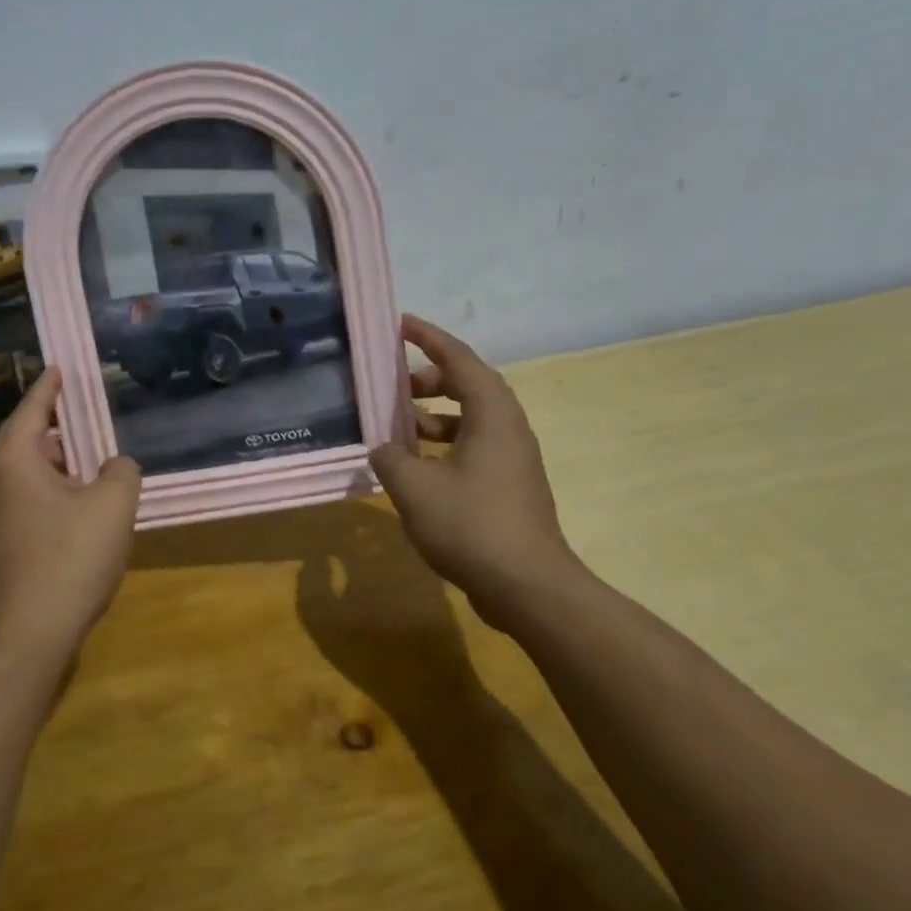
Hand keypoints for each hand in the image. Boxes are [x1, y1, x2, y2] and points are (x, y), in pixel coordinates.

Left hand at [0, 366, 141, 656]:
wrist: (27, 635)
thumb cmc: (69, 558)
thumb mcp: (113, 505)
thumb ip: (121, 471)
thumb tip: (115, 466)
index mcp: (13, 461)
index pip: (31, 410)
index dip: (48, 388)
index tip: (59, 368)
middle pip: (23, 442)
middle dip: (54, 430)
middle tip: (84, 420)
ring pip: (23, 476)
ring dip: (53, 465)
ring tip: (88, 464)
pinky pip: (23, 502)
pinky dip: (48, 492)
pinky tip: (76, 510)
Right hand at [370, 315, 587, 625]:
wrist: (527, 586)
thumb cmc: (471, 524)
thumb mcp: (414, 487)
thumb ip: (390, 457)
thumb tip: (383, 449)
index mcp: (492, 414)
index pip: (459, 358)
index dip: (428, 337)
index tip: (400, 324)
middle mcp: (508, 428)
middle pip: (467, 386)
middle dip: (428, 380)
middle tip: (393, 386)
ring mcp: (512, 460)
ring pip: (469, 421)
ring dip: (433, 418)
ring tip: (395, 430)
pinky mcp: (509, 487)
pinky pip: (472, 449)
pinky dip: (442, 447)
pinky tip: (414, 470)